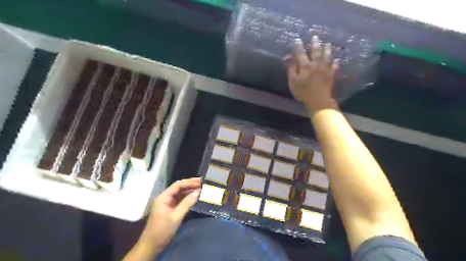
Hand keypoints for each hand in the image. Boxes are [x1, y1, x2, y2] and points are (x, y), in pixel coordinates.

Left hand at [139, 178, 198, 254]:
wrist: (151, 245)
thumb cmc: (162, 230)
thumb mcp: (176, 217)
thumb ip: (187, 203)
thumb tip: (198, 191)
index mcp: (164, 197)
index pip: (178, 185)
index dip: (190, 182)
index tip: (200, 181)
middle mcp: (165, 197)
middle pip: (179, 187)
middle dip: (191, 184)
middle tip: (203, 183)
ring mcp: (168, 203)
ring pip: (180, 193)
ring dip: (190, 190)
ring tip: (201, 188)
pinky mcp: (170, 208)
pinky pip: (180, 199)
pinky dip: (188, 197)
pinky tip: (195, 197)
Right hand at [284, 34, 338, 111]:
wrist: (318, 100)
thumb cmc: (302, 92)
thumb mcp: (293, 81)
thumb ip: (291, 68)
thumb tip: (287, 56)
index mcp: (305, 66)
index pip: (301, 53)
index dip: (298, 46)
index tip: (297, 39)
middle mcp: (316, 64)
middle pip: (316, 51)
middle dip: (315, 43)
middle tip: (315, 36)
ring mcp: (325, 68)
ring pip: (327, 56)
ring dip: (327, 49)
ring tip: (327, 43)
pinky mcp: (331, 74)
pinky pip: (335, 66)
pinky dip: (336, 62)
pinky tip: (337, 59)